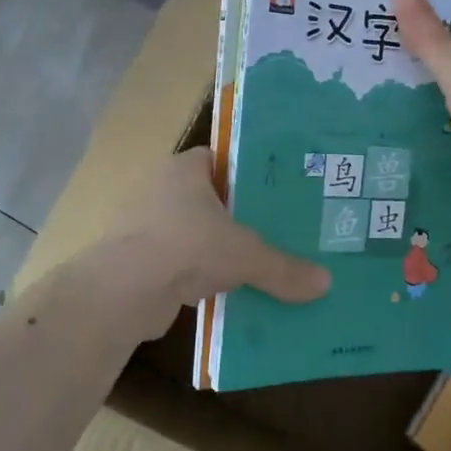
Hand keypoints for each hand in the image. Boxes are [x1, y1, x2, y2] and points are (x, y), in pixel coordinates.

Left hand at [102, 149, 329, 330]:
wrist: (124, 290)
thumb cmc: (187, 246)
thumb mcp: (247, 255)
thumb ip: (284, 268)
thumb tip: (326, 284)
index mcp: (184, 168)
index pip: (220, 159)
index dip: (248, 172)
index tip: (277, 190)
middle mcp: (160, 188)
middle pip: (208, 197)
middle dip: (237, 215)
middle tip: (277, 229)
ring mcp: (144, 224)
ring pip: (193, 231)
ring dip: (217, 248)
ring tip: (255, 264)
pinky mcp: (137, 259)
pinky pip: (178, 261)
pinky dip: (197, 274)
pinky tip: (225, 292)